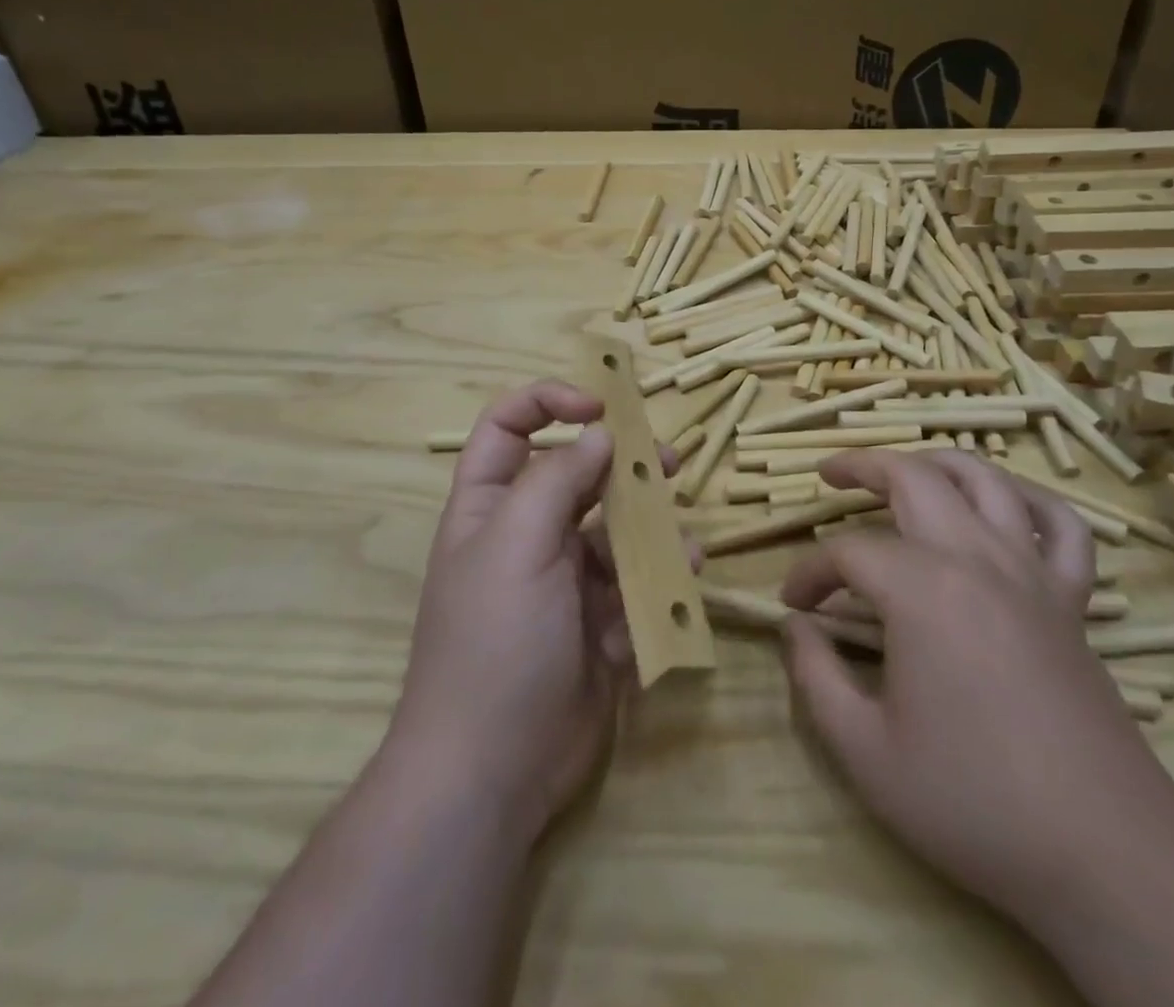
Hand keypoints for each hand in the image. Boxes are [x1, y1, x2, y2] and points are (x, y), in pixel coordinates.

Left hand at [386, 381, 656, 844]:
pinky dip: (656, 582)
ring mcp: (565, 579)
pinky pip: (634, 584)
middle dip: (622, 464)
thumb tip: (599, 433)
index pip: (509, 427)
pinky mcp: (597, 621)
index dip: (550, 402)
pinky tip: (676, 588)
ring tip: (682, 540)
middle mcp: (527, 533)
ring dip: (650, 529)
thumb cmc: (495, 640)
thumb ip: (558, 479)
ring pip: (616, 530)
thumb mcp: (517, 544)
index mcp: (491, 506)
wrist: (493, 771)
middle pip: (577, 474)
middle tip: (668, 462)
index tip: (602, 407)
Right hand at [779, 450, 1173, 924]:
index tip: (793, 605)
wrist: (1104, 852)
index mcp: (921, 590)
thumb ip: (815, 678)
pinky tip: (1005, 505)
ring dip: (937, 462)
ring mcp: (1030, 573)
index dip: (810, 572)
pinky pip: (1061, 525)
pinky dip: (1030, 500)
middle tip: (830, 476)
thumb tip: (794, 629)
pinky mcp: (1071, 599)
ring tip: (906, 469)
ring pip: (985, 480)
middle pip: (913, 478)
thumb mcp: (865, 752)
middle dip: (862, 467)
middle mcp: (976, 559)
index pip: (848, 553)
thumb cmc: (973, 802)